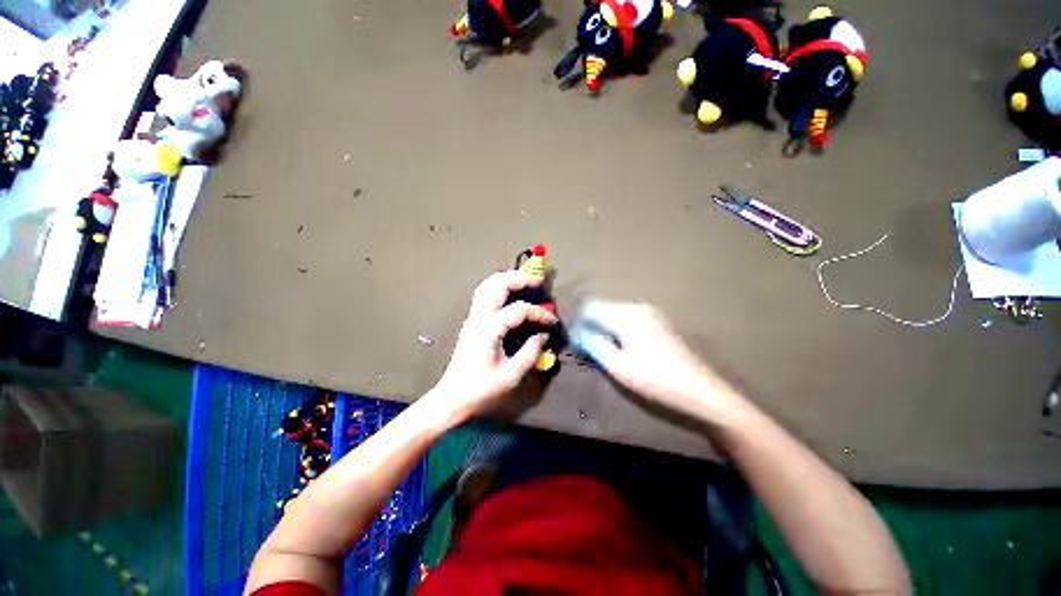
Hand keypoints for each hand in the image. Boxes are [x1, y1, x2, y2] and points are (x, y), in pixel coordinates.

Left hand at [430, 271, 557, 422]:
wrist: (453, 396)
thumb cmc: (482, 388)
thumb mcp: (511, 374)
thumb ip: (531, 352)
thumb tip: (544, 336)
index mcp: (490, 329)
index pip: (520, 310)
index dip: (539, 313)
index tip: (552, 322)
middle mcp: (479, 317)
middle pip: (498, 284)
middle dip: (520, 279)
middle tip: (538, 282)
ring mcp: (473, 317)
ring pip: (487, 285)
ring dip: (507, 279)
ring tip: (524, 281)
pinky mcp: (471, 321)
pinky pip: (483, 293)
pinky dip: (497, 286)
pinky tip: (508, 292)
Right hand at [574, 300, 744, 421]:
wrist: (699, 388)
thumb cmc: (655, 379)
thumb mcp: (618, 366)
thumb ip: (594, 345)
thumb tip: (580, 333)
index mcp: (625, 315)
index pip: (591, 308)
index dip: (579, 322)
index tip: (575, 339)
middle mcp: (636, 306)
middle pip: (602, 307)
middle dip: (590, 323)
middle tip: (586, 345)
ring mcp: (648, 311)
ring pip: (614, 312)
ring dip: (603, 325)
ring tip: (601, 347)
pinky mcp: (656, 319)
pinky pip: (627, 317)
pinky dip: (617, 327)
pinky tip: (619, 344)